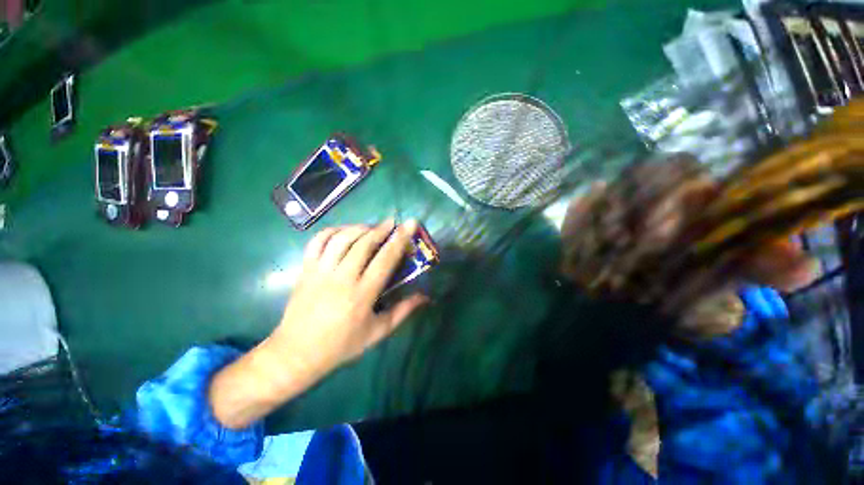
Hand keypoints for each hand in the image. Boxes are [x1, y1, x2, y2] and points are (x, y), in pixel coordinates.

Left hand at [270, 219, 427, 384]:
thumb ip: (403, 311)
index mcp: (362, 295)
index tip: (410, 224)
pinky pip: (317, 242)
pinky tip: (343, 232)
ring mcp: (320, 272)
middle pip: (363, 244)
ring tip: (370, 227)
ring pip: (341, 239)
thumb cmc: (342, 344)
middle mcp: (341, 278)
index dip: (399, 240)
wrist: (297, 353)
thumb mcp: (378, 332)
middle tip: (392, 222)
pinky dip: (332, 231)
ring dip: (359, 228)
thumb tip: (425, 297)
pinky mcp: (305, 270)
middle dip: (381, 229)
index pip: (385, 260)